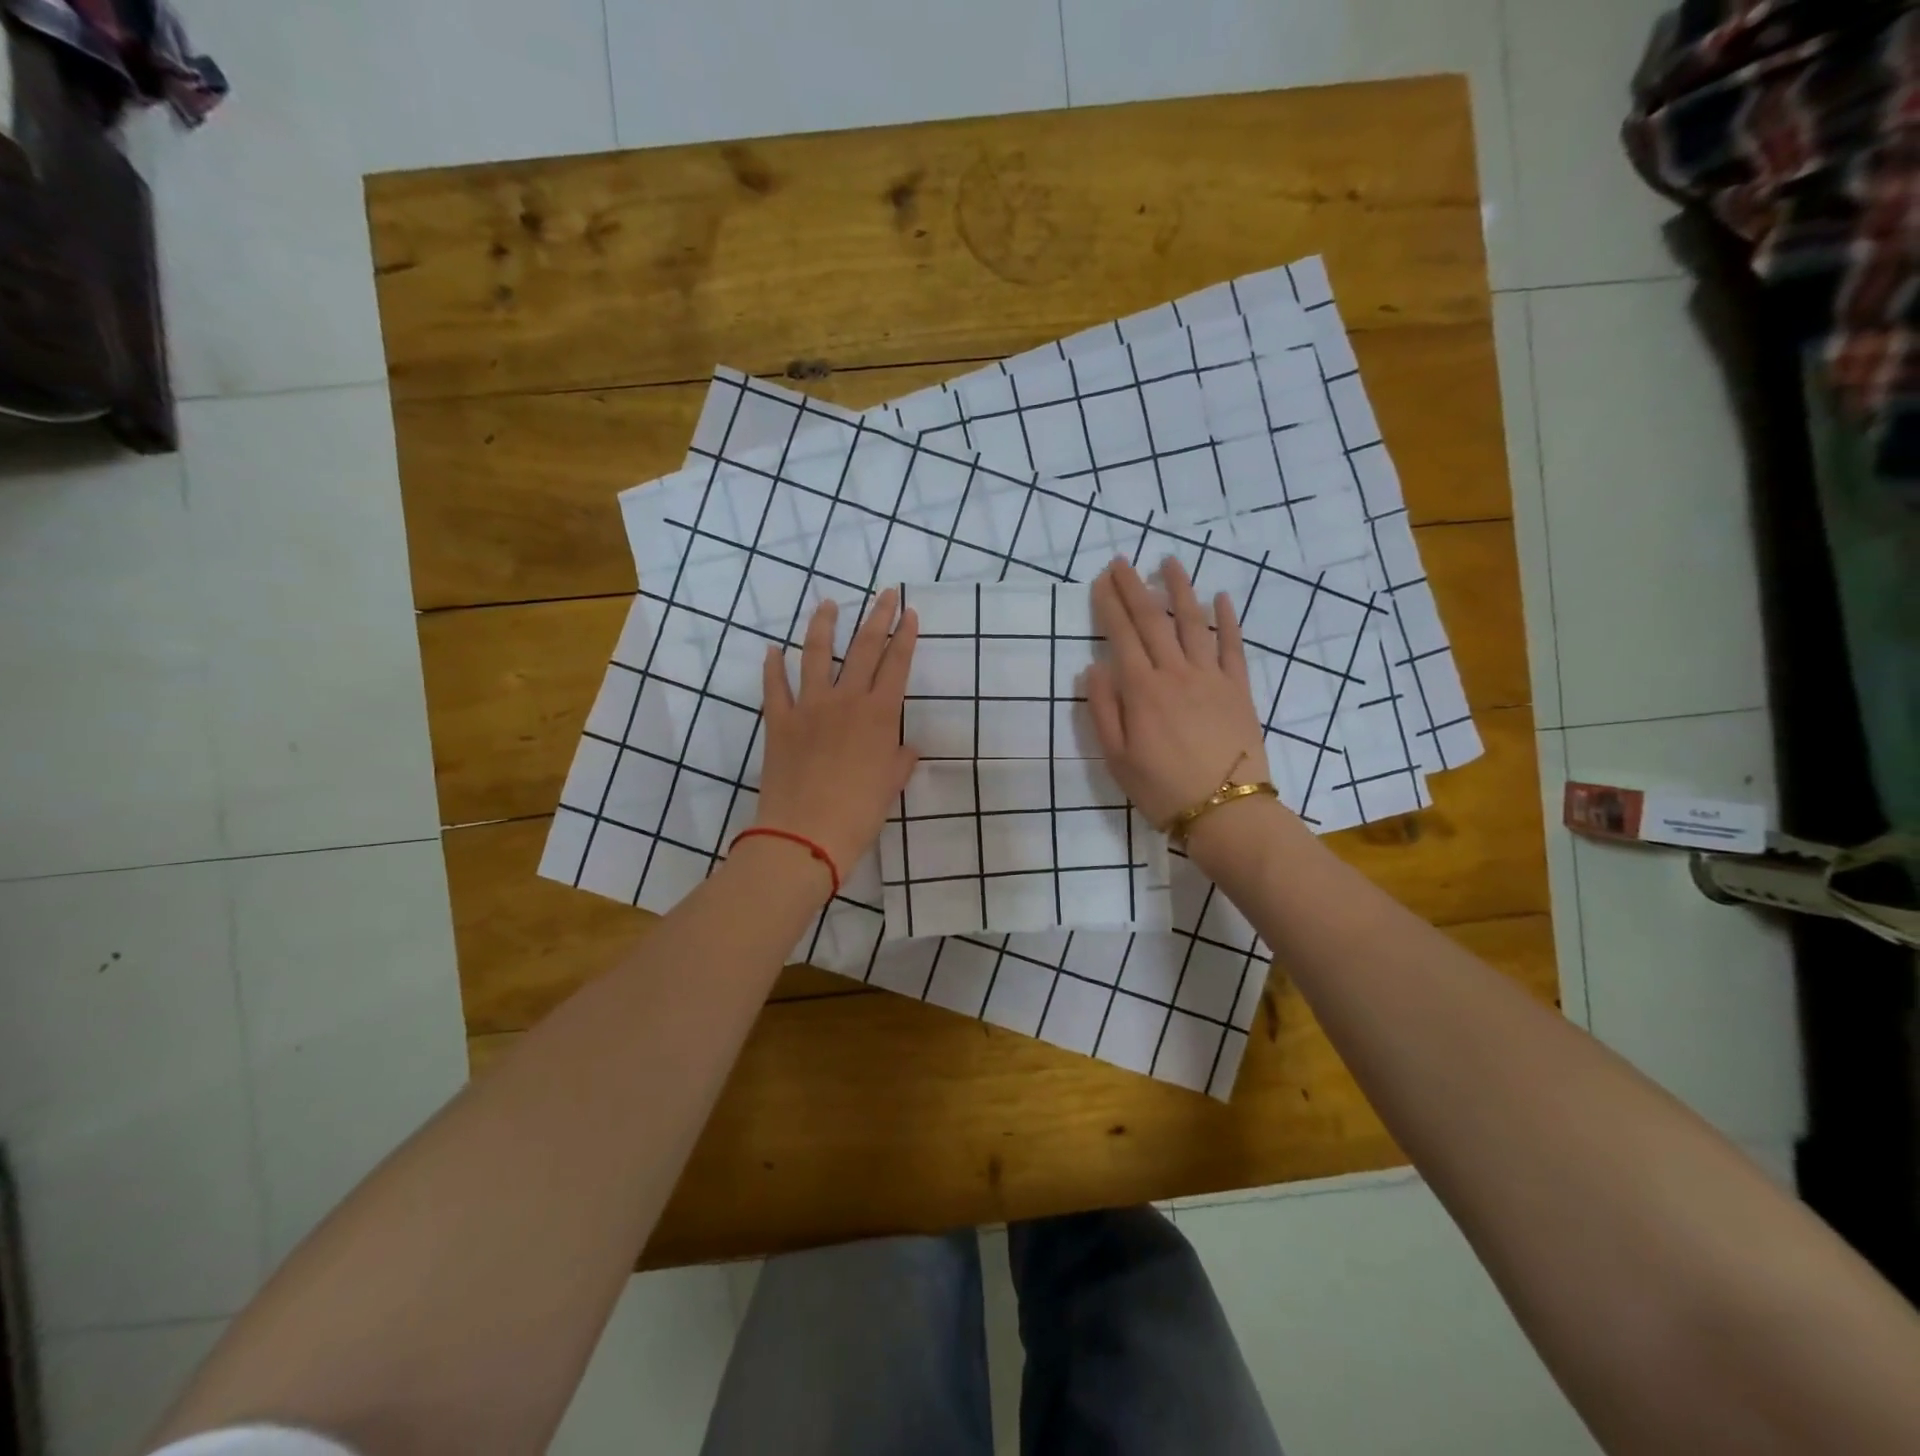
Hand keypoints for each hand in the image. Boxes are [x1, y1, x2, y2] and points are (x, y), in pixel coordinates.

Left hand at [754, 589, 919, 886]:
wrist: (805, 834)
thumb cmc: (858, 813)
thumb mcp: (890, 786)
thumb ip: (899, 760)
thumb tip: (906, 748)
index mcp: (878, 715)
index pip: (896, 665)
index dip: (905, 636)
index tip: (910, 613)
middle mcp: (846, 700)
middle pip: (863, 648)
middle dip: (877, 617)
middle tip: (885, 594)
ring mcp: (808, 707)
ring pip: (815, 655)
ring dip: (823, 626)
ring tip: (829, 604)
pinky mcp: (779, 721)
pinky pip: (775, 686)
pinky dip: (773, 667)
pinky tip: (772, 650)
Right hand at [1084, 557, 1272, 828]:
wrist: (1226, 811)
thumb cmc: (1162, 789)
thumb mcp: (1117, 758)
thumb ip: (1103, 710)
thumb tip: (1094, 668)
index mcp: (1142, 690)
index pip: (1122, 636)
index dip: (1110, 605)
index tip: (1101, 580)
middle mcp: (1176, 673)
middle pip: (1153, 620)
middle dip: (1135, 587)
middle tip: (1123, 561)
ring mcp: (1211, 677)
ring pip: (1193, 623)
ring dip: (1180, 589)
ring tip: (1170, 562)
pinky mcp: (1239, 688)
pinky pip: (1233, 646)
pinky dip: (1228, 619)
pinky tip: (1221, 597)